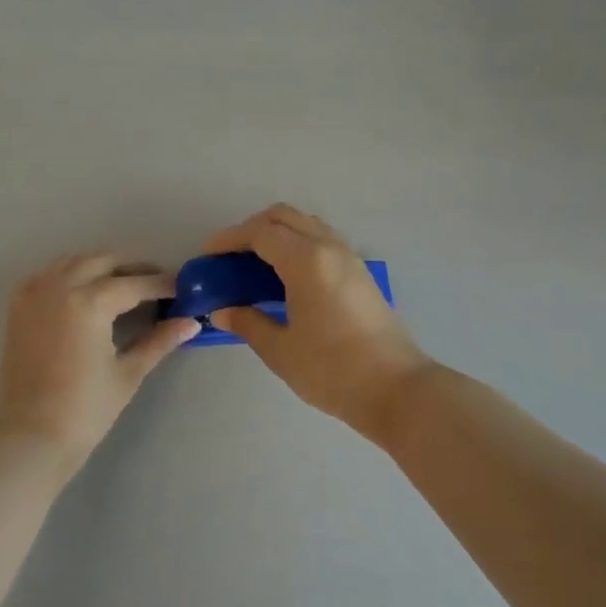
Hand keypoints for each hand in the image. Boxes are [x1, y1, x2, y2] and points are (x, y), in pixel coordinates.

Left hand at [0, 253, 198, 466]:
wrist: (31, 437)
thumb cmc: (86, 409)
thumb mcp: (128, 372)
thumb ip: (159, 341)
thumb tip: (191, 323)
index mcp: (90, 302)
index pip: (135, 283)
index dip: (162, 285)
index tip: (182, 288)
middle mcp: (61, 286)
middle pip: (105, 262)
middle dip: (133, 271)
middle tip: (155, 288)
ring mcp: (35, 292)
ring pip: (75, 262)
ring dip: (101, 267)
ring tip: (123, 288)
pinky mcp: (19, 305)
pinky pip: (49, 274)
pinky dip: (70, 275)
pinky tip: (85, 293)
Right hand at [204, 204, 431, 446]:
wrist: (397, 389)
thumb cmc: (333, 371)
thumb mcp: (280, 350)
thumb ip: (248, 323)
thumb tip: (222, 312)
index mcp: (306, 261)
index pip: (260, 232)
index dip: (229, 238)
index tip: (208, 255)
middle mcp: (329, 248)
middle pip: (284, 217)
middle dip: (251, 228)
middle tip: (230, 257)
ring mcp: (349, 258)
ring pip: (306, 225)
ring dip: (277, 234)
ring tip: (255, 265)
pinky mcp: (360, 273)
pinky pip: (322, 240)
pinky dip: (298, 244)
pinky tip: (286, 278)